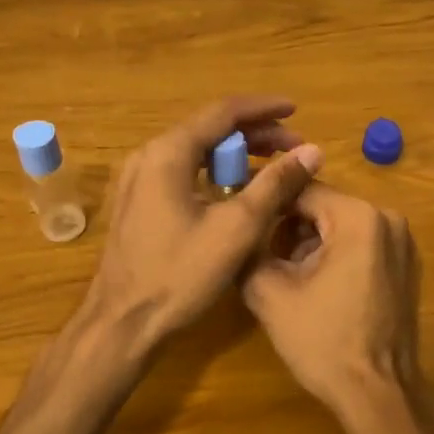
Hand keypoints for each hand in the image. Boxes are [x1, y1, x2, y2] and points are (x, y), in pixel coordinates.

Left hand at [87, 97, 323, 356]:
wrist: (121, 325)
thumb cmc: (179, 276)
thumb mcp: (236, 229)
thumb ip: (275, 184)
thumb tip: (312, 152)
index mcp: (168, 153)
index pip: (223, 112)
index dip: (264, 109)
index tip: (296, 110)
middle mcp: (148, 155)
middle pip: (209, 128)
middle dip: (254, 133)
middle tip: (293, 148)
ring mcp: (138, 179)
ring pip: (196, 150)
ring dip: (236, 153)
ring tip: (273, 165)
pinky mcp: (138, 201)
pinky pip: (183, 171)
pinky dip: (214, 171)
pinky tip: (237, 189)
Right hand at [242, 183, 420, 418]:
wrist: (378, 394)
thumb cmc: (323, 342)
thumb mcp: (269, 293)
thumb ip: (247, 249)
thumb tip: (235, 228)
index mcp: (358, 217)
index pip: (301, 189)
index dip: (266, 200)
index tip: (239, 211)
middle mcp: (387, 218)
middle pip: (322, 206)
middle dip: (288, 227)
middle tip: (261, 256)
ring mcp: (402, 242)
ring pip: (339, 224)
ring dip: (309, 242)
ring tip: (286, 277)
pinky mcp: (405, 264)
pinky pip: (360, 243)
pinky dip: (334, 254)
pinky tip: (316, 286)